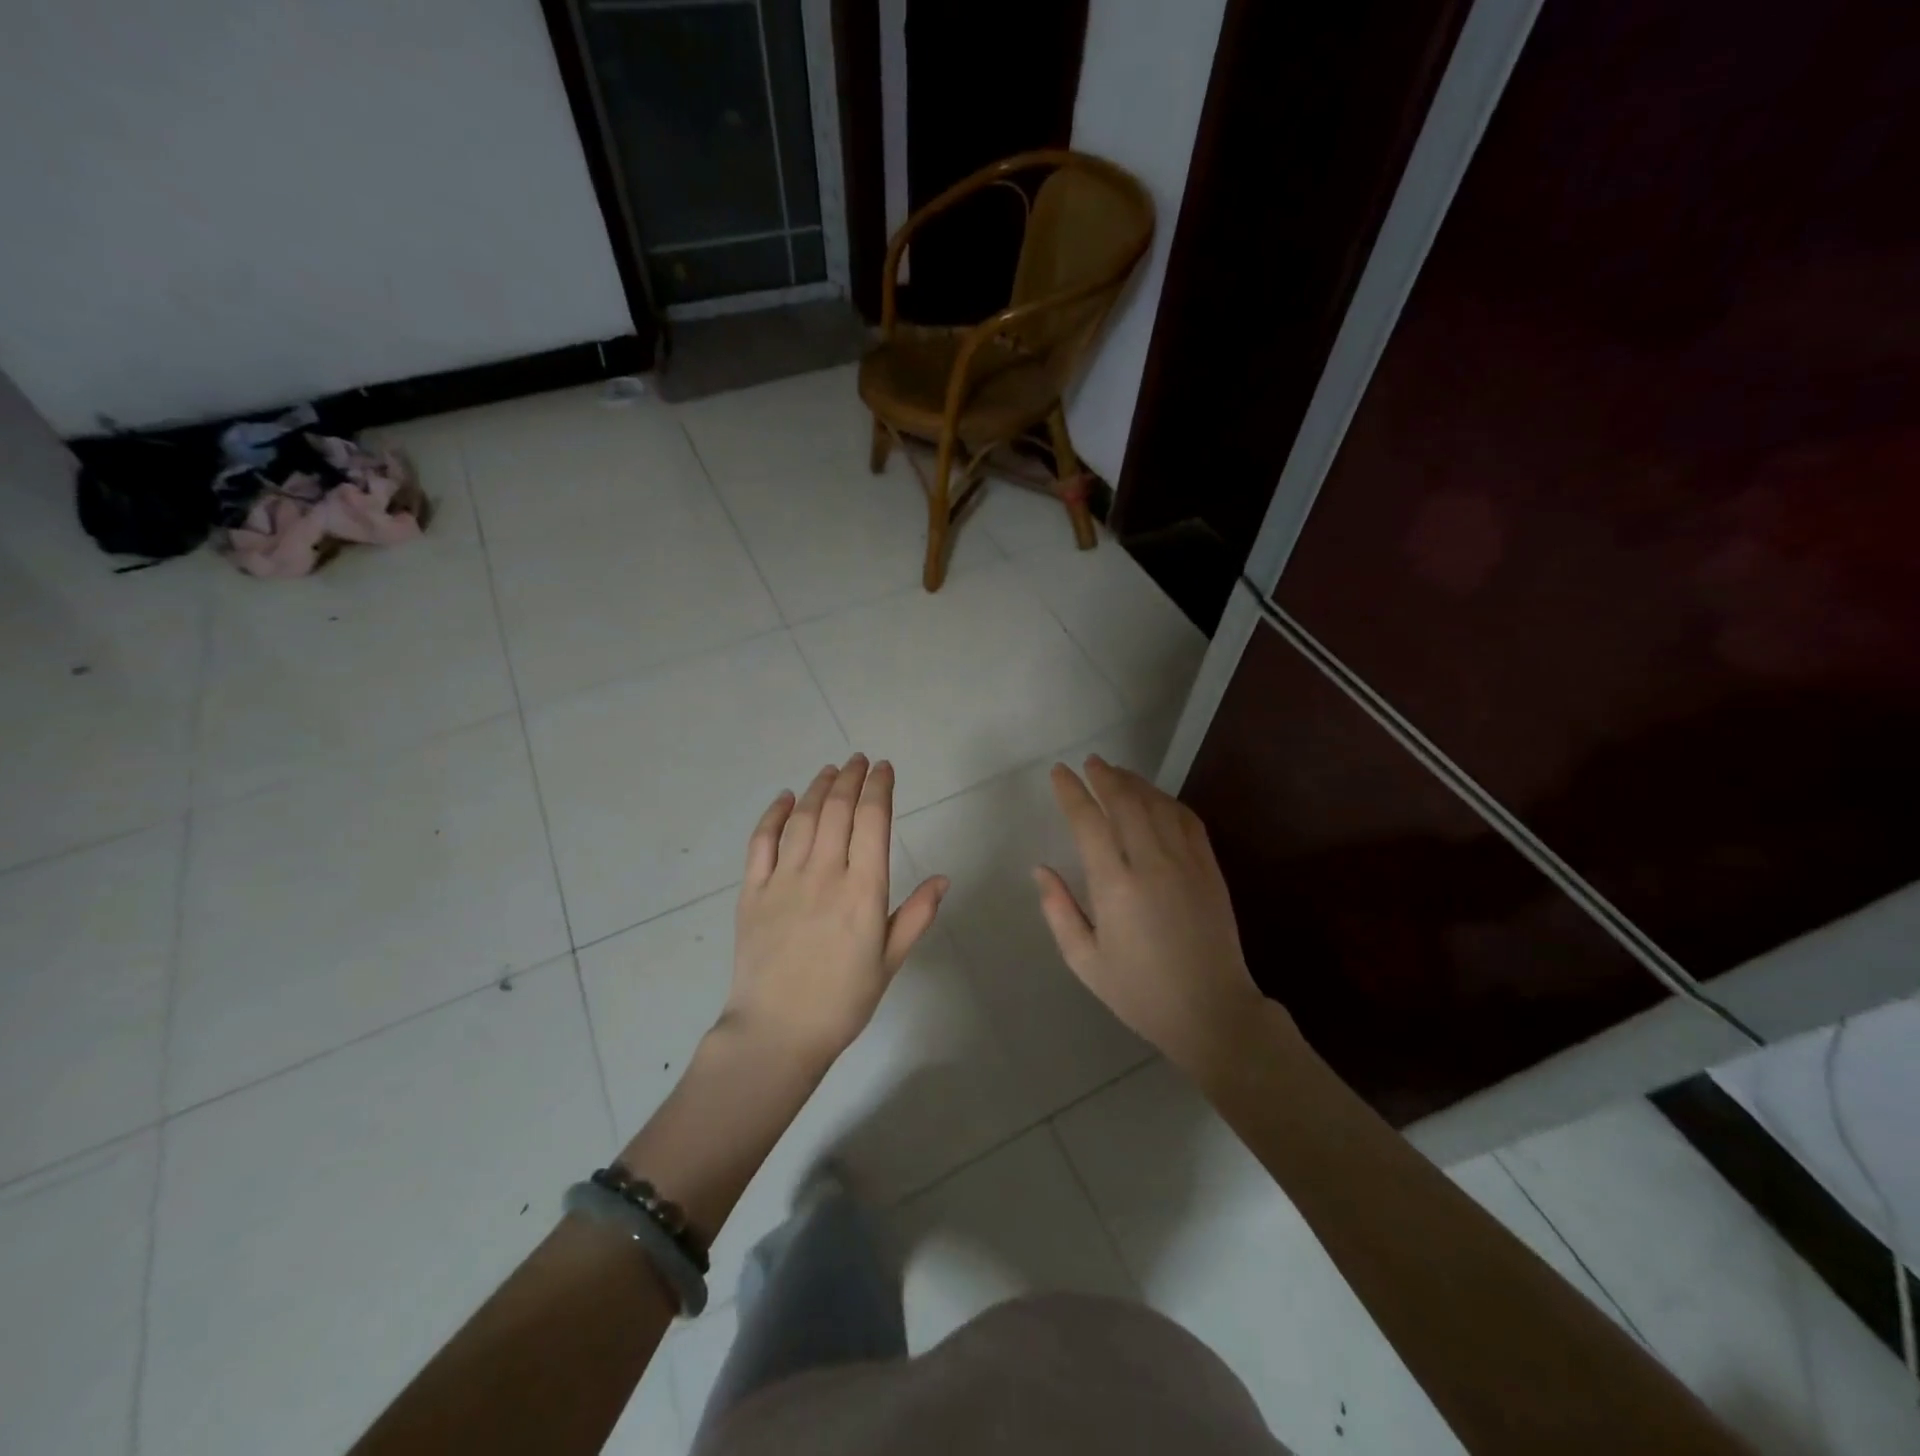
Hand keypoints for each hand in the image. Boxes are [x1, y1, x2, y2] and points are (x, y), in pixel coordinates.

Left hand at [725, 754, 947, 1068]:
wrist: (776, 1034)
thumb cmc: (842, 1002)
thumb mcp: (890, 962)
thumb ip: (916, 916)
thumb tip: (943, 878)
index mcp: (863, 891)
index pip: (873, 821)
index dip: (879, 788)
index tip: (884, 768)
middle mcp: (824, 874)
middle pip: (838, 810)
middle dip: (851, 778)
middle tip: (859, 760)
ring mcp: (784, 880)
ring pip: (803, 818)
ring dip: (818, 788)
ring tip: (831, 770)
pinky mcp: (752, 892)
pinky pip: (762, 842)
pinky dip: (774, 814)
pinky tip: (785, 798)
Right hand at [1034, 756, 1272, 1072]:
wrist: (1211, 1012)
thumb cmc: (1140, 992)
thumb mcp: (1085, 961)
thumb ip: (1058, 910)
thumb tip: (1040, 868)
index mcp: (1115, 886)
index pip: (1089, 822)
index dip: (1072, 792)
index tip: (1059, 773)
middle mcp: (1151, 864)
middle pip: (1126, 801)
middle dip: (1104, 776)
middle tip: (1090, 763)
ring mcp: (1186, 863)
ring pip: (1158, 804)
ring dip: (1135, 783)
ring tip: (1117, 772)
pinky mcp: (1210, 869)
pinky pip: (1188, 820)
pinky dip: (1168, 801)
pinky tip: (1156, 799)